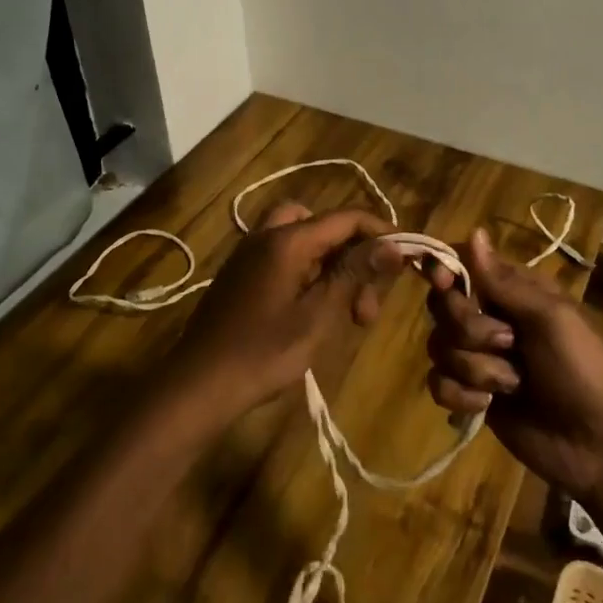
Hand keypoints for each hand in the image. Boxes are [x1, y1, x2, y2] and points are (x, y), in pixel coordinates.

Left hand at [173, 202, 403, 421]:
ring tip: (345, 313)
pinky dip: (308, 274)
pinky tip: (314, 313)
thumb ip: (354, 273)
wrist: (198, 384)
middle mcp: (266, 235)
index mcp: (287, 240)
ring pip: (303, 241)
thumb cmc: (263, 352)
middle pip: (322, 224)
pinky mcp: (241, 275)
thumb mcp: (318, 315)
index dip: (380, 233)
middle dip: (352, 254)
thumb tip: (392, 244)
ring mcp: (249, 254)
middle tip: (365, 303)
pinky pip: (284, 258)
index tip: (404, 262)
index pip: (346, 218)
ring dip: (331, 266)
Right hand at [425, 228, 602, 499]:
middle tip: (507, 343)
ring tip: (511, 384)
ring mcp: (480, 359)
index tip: (444, 283)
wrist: (601, 448)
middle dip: (468, 327)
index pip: (463, 266)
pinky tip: (488, 406)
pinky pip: (439, 383)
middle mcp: (491, 319)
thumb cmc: (584, 370)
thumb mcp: (551, 318)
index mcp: (514, 292)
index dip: (445, 272)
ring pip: (439, 346)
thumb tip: (474, 231)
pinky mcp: (472, 396)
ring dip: (474, 367)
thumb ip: (504, 281)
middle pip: (443, 306)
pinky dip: (461, 395)